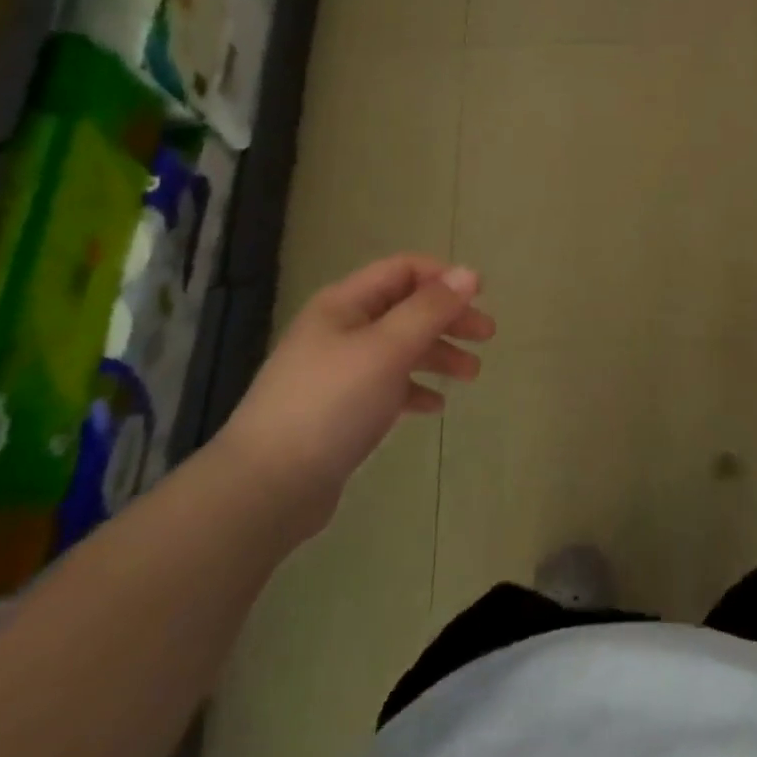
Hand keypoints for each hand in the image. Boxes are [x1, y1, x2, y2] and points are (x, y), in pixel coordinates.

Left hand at [215, 256, 495, 539]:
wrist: (269, 485)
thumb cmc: (332, 403)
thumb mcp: (388, 348)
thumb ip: (431, 309)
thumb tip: (469, 274)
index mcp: (344, 304)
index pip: (403, 270)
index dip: (444, 277)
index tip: (482, 297)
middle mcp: (340, 329)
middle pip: (406, 309)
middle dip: (448, 318)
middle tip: (487, 336)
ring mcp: (338, 371)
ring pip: (400, 348)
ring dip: (438, 354)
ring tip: (472, 375)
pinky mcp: (340, 409)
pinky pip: (388, 386)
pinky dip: (415, 388)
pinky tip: (435, 405)